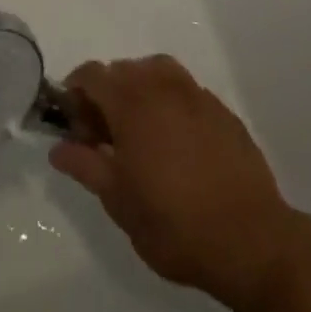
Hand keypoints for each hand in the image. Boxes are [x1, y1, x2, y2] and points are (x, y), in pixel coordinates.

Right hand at [49, 55, 297, 309]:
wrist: (251, 242)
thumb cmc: (175, 224)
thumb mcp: (119, 202)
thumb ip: (85, 166)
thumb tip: (59, 148)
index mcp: (132, 102)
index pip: (92, 74)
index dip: (76, 93)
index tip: (75, 126)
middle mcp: (163, 87)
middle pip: (123, 70)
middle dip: (107, 94)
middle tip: (105, 137)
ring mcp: (197, 96)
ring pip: (157, 72)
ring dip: (140, 91)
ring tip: (141, 133)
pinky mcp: (223, 112)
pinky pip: (186, 92)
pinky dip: (171, 104)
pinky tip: (177, 143)